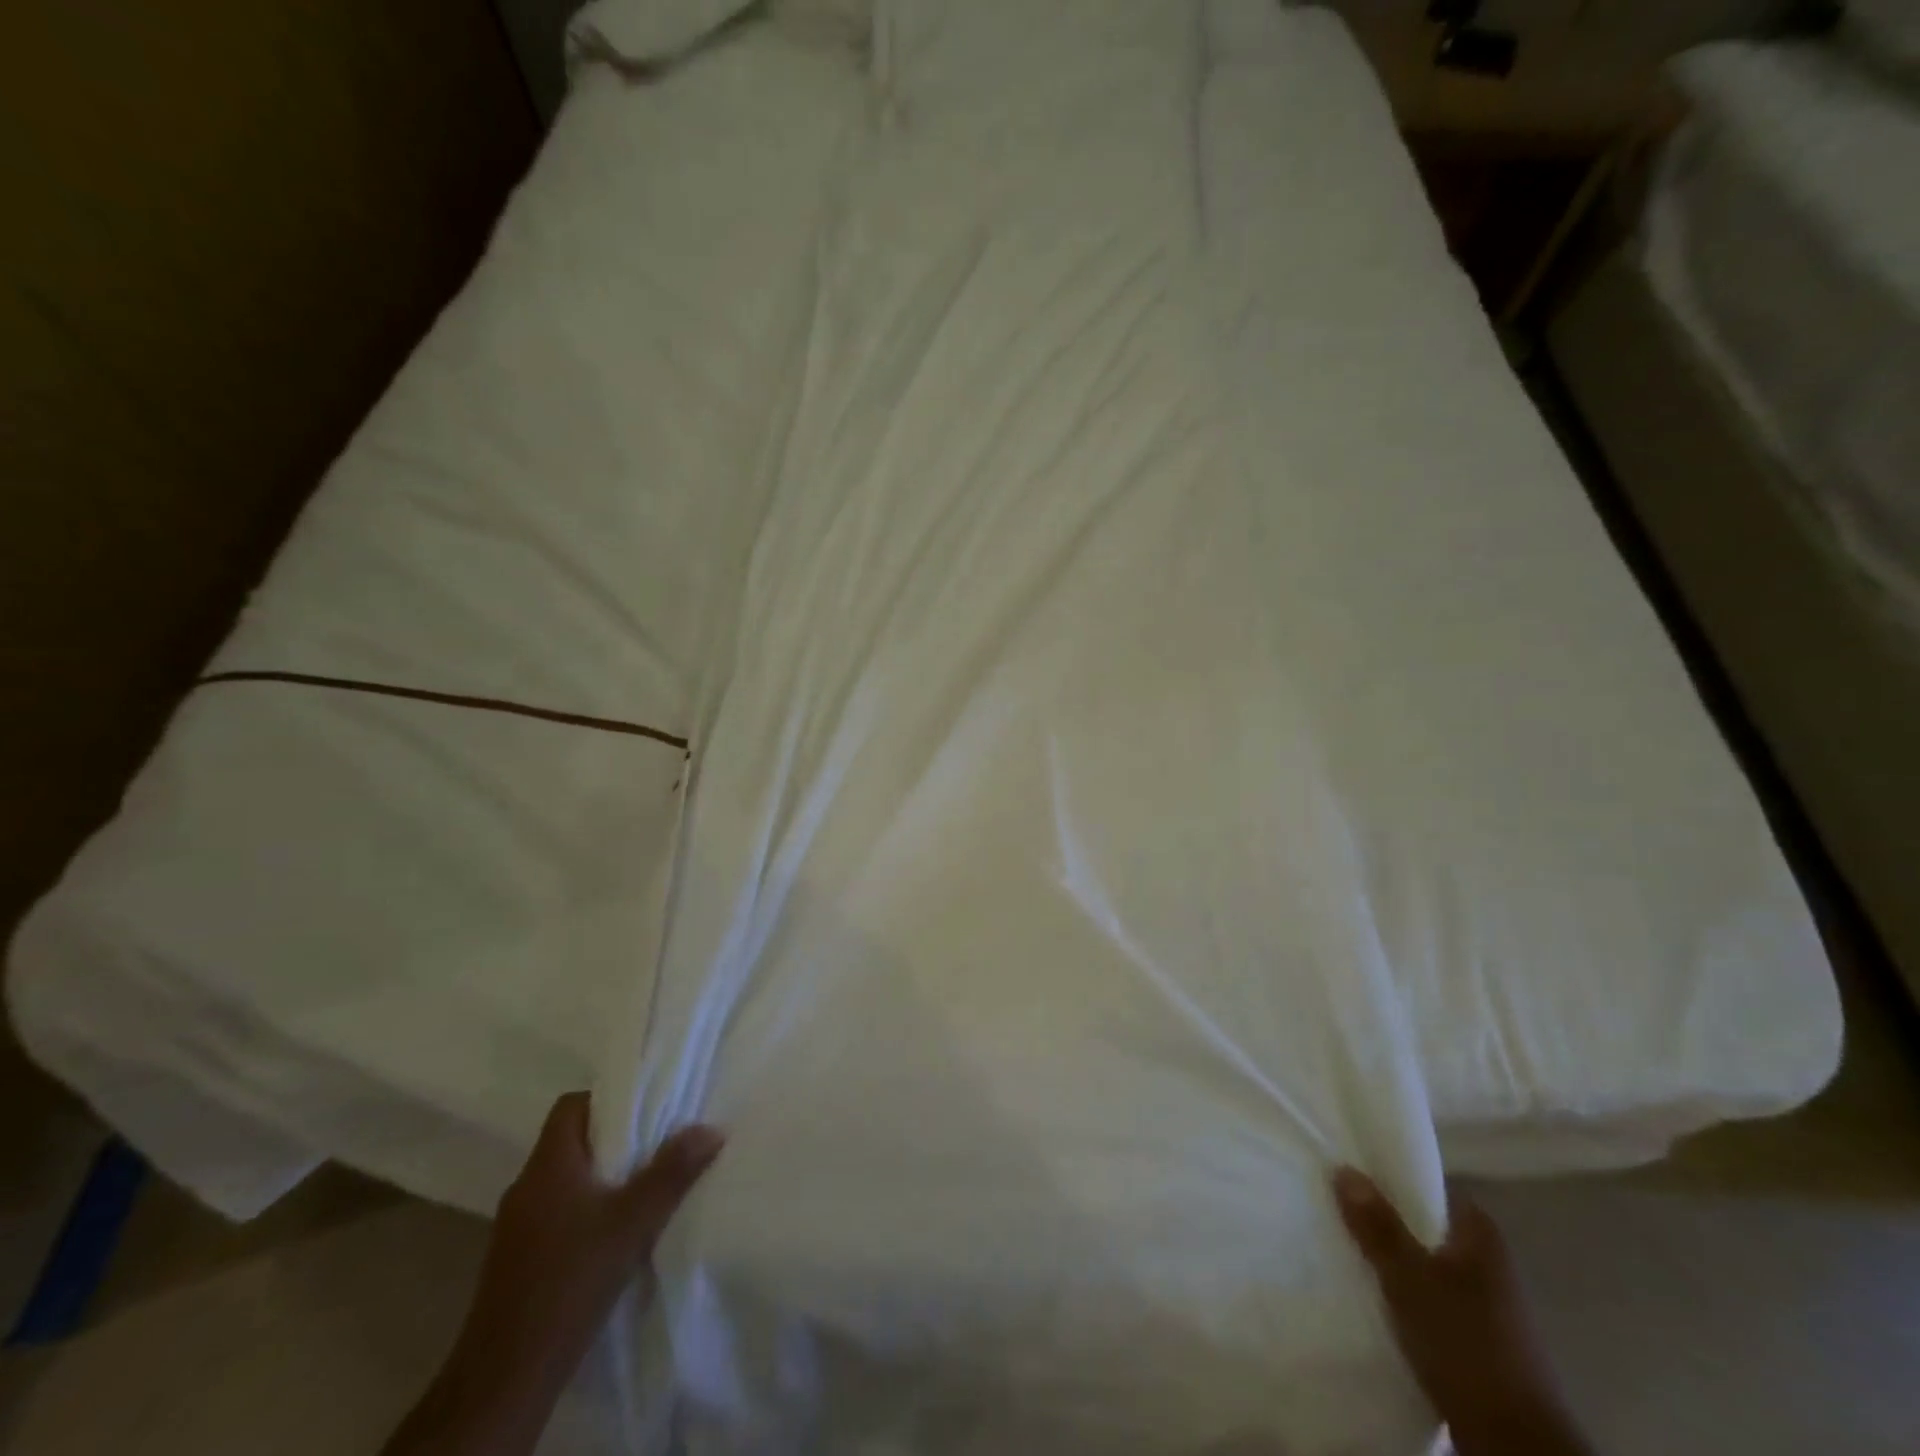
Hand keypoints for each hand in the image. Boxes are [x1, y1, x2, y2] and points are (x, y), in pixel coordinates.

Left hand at [384, 1094, 722, 1455]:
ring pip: (563, 1181)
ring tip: (640, 1189)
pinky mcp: (515, 1261)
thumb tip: (712, 1128)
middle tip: (654, 1145)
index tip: (644, 1109)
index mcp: (548, 1164)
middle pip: (570, 1141)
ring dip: (598, 1179)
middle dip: (612, 1140)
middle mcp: (526, 1186)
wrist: (505, 1375)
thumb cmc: (570, 1279)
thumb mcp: (634, 1221)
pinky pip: (554, 1215)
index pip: (571, 1105)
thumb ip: (673, 1171)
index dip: (606, 1099)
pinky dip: (582, 1212)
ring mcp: (515, 1226)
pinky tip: (610, 1236)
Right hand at [1333, 1169, 1592, 1455]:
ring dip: (1387, 1259)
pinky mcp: (1473, 1338)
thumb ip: (1378, 1225)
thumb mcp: (1411, 1279)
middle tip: (1331, 1206)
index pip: (1426, 1185)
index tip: (1342, 1169)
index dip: (1385, 1175)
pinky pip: (1425, 1298)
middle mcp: (1485, 1260)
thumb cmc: (1466, 1345)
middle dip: (1379, 1218)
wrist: (1515, 1445)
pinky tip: (1368, 1294)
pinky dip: (1399, 1293)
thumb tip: (1344, 1168)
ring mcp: (1482, 1302)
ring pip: (1421, 1263)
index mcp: (1479, 1234)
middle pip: (1420, 1224)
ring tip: (1340, 1247)